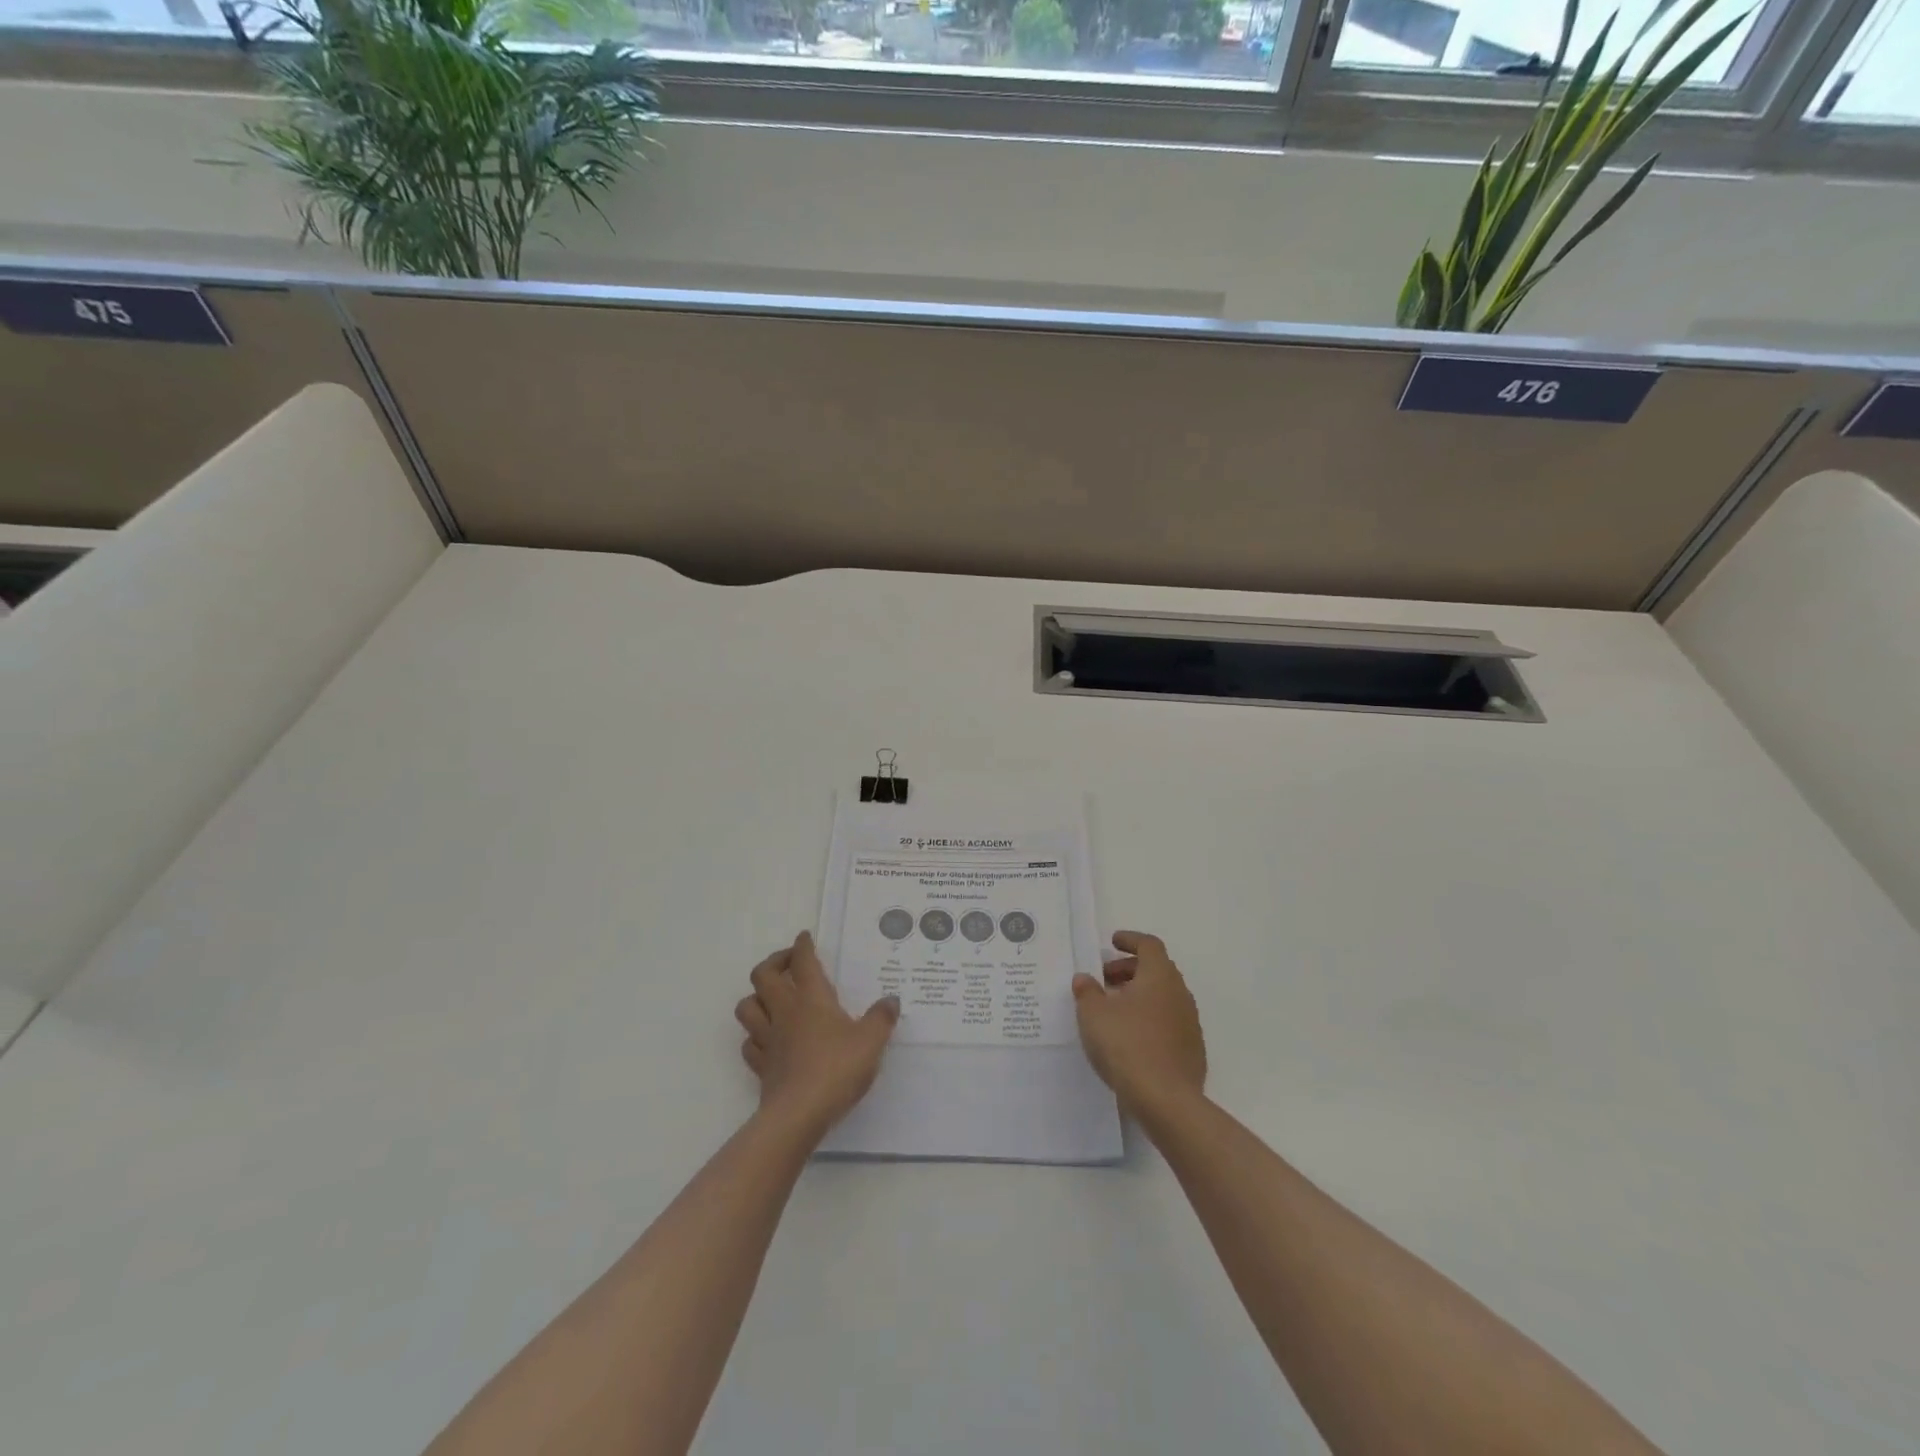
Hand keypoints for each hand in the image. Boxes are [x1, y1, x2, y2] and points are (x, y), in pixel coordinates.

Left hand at [735, 931, 899, 1135]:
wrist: (799, 1114)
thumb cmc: (837, 1069)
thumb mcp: (871, 1041)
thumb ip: (882, 1018)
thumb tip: (891, 1000)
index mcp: (811, 998)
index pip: (802, 961)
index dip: (802, 946)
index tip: (805, 938)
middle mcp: (785, 1011)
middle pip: (763, 975)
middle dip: (774, 963)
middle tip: (789, 963)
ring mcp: (768, 1039)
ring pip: (747, 1006)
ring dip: (756, 997)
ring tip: (773, 998)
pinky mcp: (762, 1066)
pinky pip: (749, 1043)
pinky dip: (755, 1035)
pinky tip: (768, 1039)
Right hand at [1072, 931, 1206, 1119]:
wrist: (1166, 1100)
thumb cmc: (1126, 1046)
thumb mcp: (1093, 1015)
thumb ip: (1087, 992)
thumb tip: (1084, 978)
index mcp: (1159, 976)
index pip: (1149, 945)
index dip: (1130, 940)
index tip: (1113, 942)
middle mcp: (1179, 993)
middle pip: (1157, 969)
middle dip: (1130, 969)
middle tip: (1105, 979)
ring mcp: (1190, 1023)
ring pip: (1163, 997)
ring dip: (1140, 995)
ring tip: (1114, 1010)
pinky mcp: (1192, 1049)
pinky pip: (1169, 1022)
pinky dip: (1150, 1019)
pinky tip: (1131, 1038)